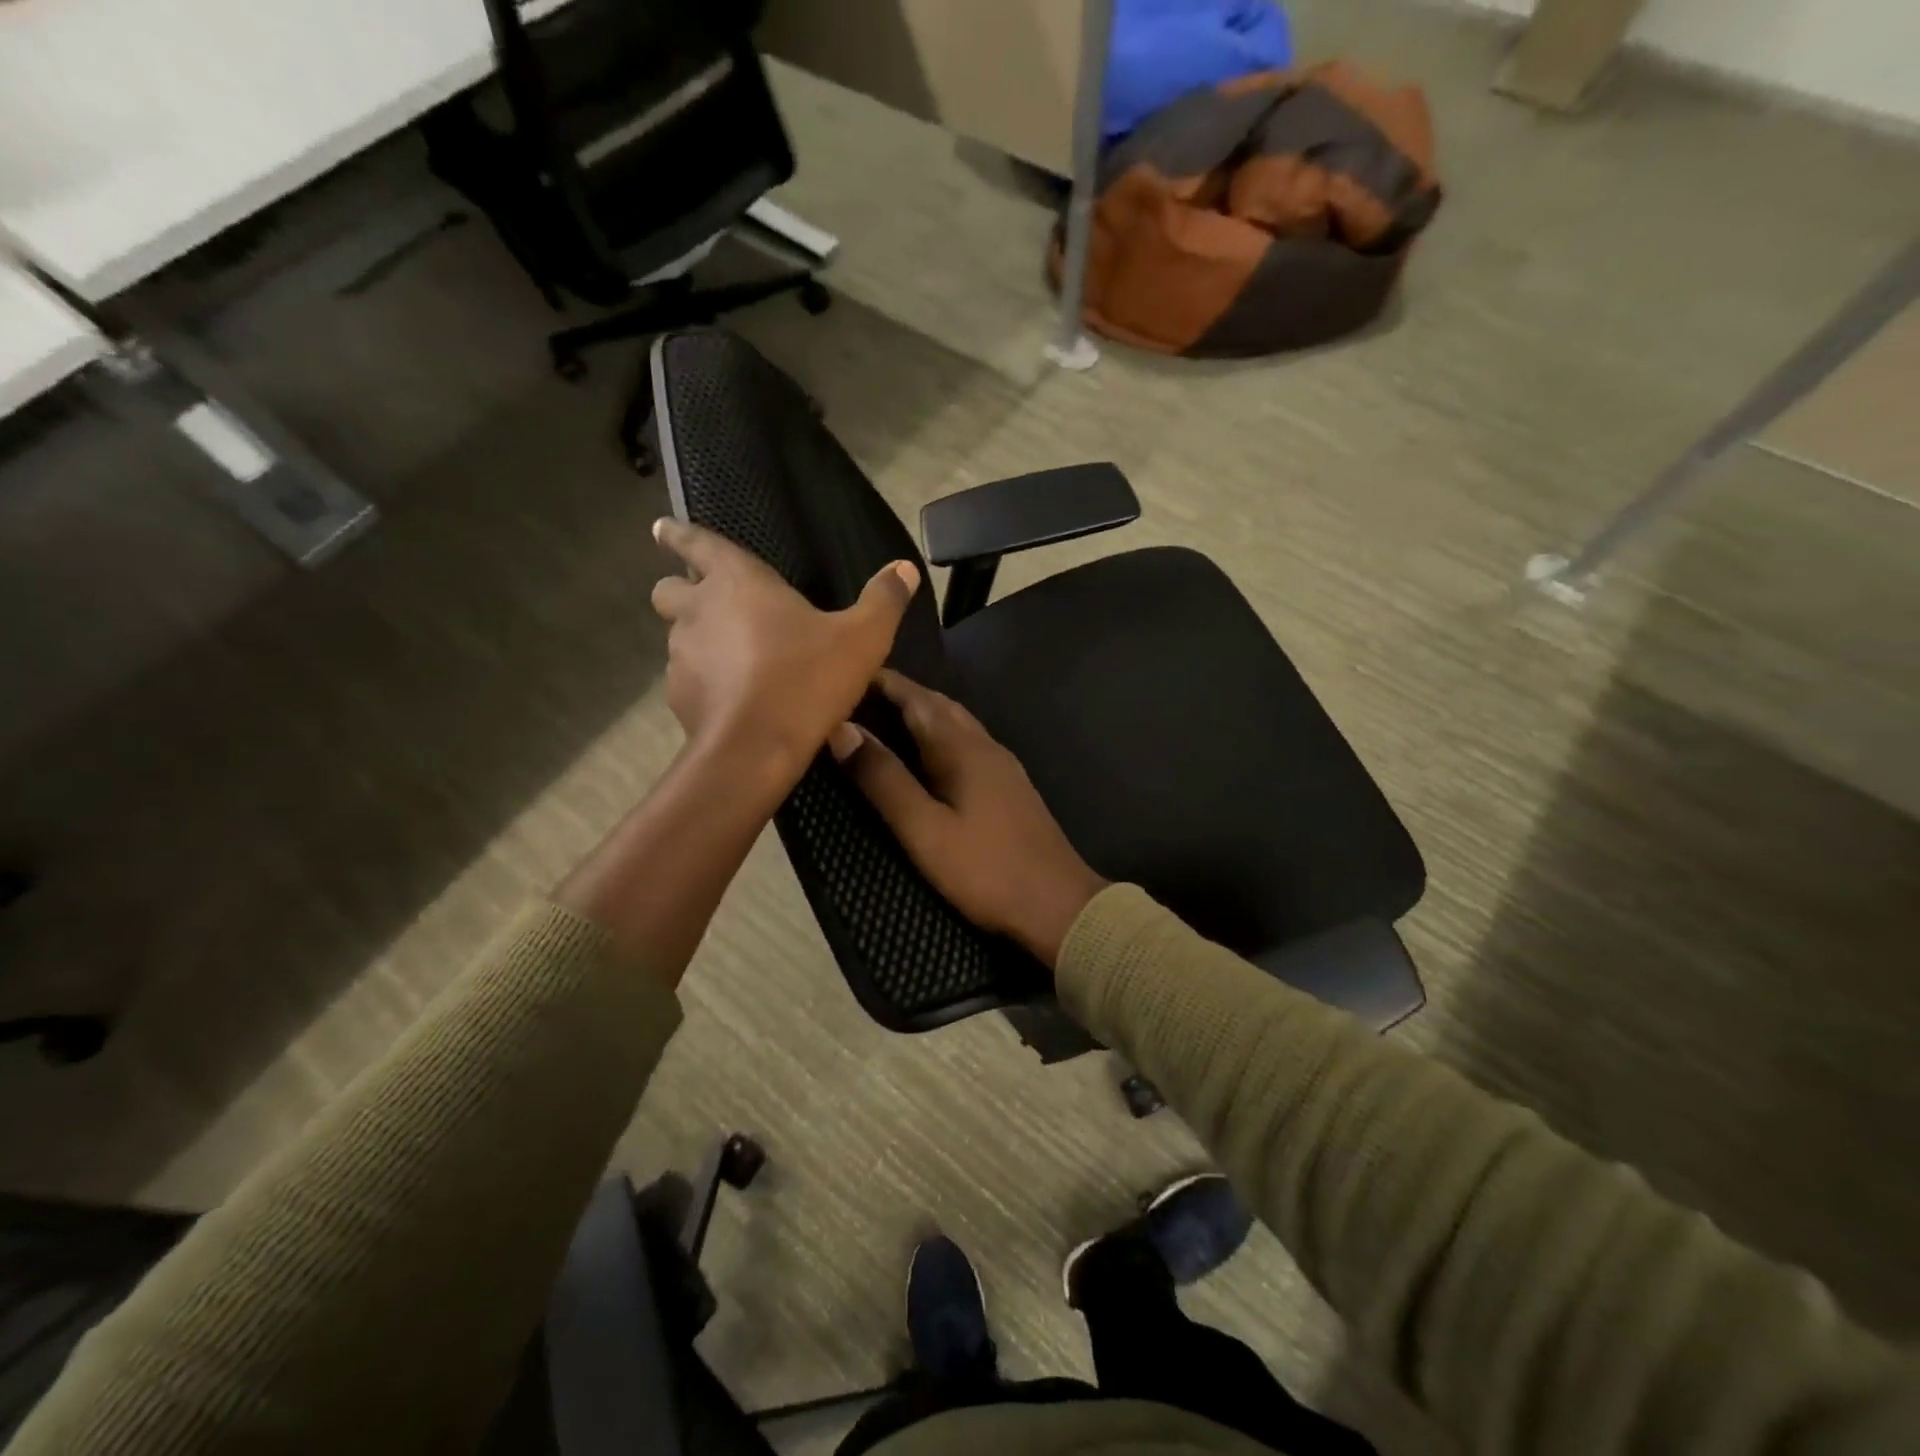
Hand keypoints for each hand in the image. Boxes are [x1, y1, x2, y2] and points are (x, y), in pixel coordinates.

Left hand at [650, 518, 920, 782]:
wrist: (755, 749)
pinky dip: (704, 680)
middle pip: (669, 590)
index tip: (660, 528)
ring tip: (733, 658)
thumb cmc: (807, 680)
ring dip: (698, 639)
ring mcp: (681, 655)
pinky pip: (686, 677)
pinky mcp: (678, 696)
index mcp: (737, 582)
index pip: (697, 544)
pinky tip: (732, 697)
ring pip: (676, 636)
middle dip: (683, 591)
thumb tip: (904, 568)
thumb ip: (884, 600)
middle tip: (711, 604)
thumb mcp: (863, 638)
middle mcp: (699, 611)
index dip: (679, 534)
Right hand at [831, 670, 1107, 968]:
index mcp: (961, 748)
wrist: (1058, 904)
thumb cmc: (985, 869)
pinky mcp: (1011, 786)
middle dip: (903, 694)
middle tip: (861, 696)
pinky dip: (941, 736)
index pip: (917, 699)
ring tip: (887, 720)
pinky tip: (930, 756)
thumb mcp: (924, 829)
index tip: (848, 674)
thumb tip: (843, 729)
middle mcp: (985, 745)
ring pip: (958, 723)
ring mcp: (1003, 765)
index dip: (884, 684)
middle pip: (940, 705)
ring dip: (924, 713)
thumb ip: (884, 779)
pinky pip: (968, 743)